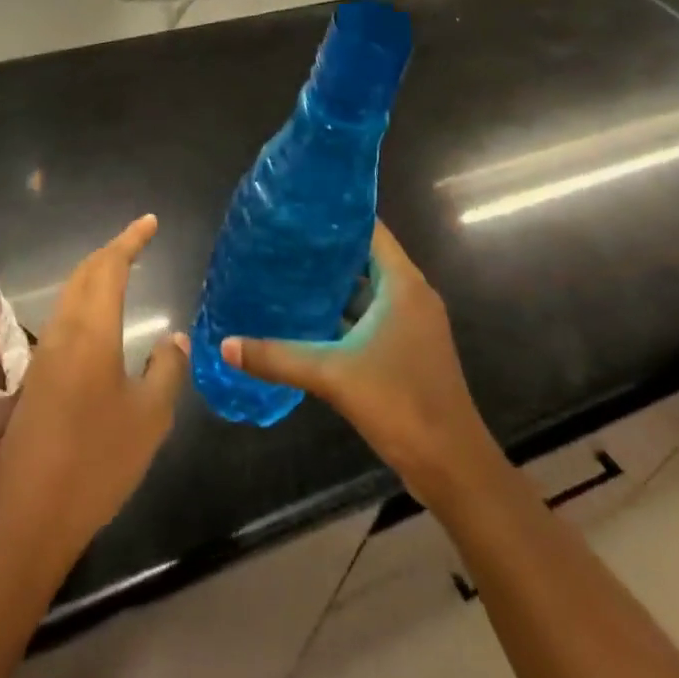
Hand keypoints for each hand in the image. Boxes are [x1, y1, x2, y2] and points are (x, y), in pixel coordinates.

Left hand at [0, 215, 189, 563]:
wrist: (28, 514)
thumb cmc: (97, 461)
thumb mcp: (150, 418)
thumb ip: (166, 370)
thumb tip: (175, 338)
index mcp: (91, 330)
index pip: (110, 266)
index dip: (130, 240)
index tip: (151, 222)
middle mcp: (63, 330)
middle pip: (85, 273)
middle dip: (112, 251)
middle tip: (139, 242)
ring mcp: (44, 353)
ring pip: (71, 294)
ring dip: (96, 275)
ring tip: (123, 272)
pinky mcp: (37, 377)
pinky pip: (65, 318)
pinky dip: (86, 301)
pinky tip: (100, 323)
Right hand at [224, 221, 489, 508]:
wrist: (452, 467)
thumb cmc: (401, 404)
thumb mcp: (333, 375)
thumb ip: (278, 357)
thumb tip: (226, 345)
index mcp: (403, 285)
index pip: (370, 230)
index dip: (336, 216)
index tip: (298, 210)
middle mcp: (410, 296)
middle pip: (365, 258)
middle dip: (325, 250)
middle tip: (280, 240)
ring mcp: (410, 324)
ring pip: (366, 289)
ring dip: (332, 284)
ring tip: (286, 272)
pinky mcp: (406, 349)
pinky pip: (370, 316)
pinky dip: (342, 313)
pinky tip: (306, 318)